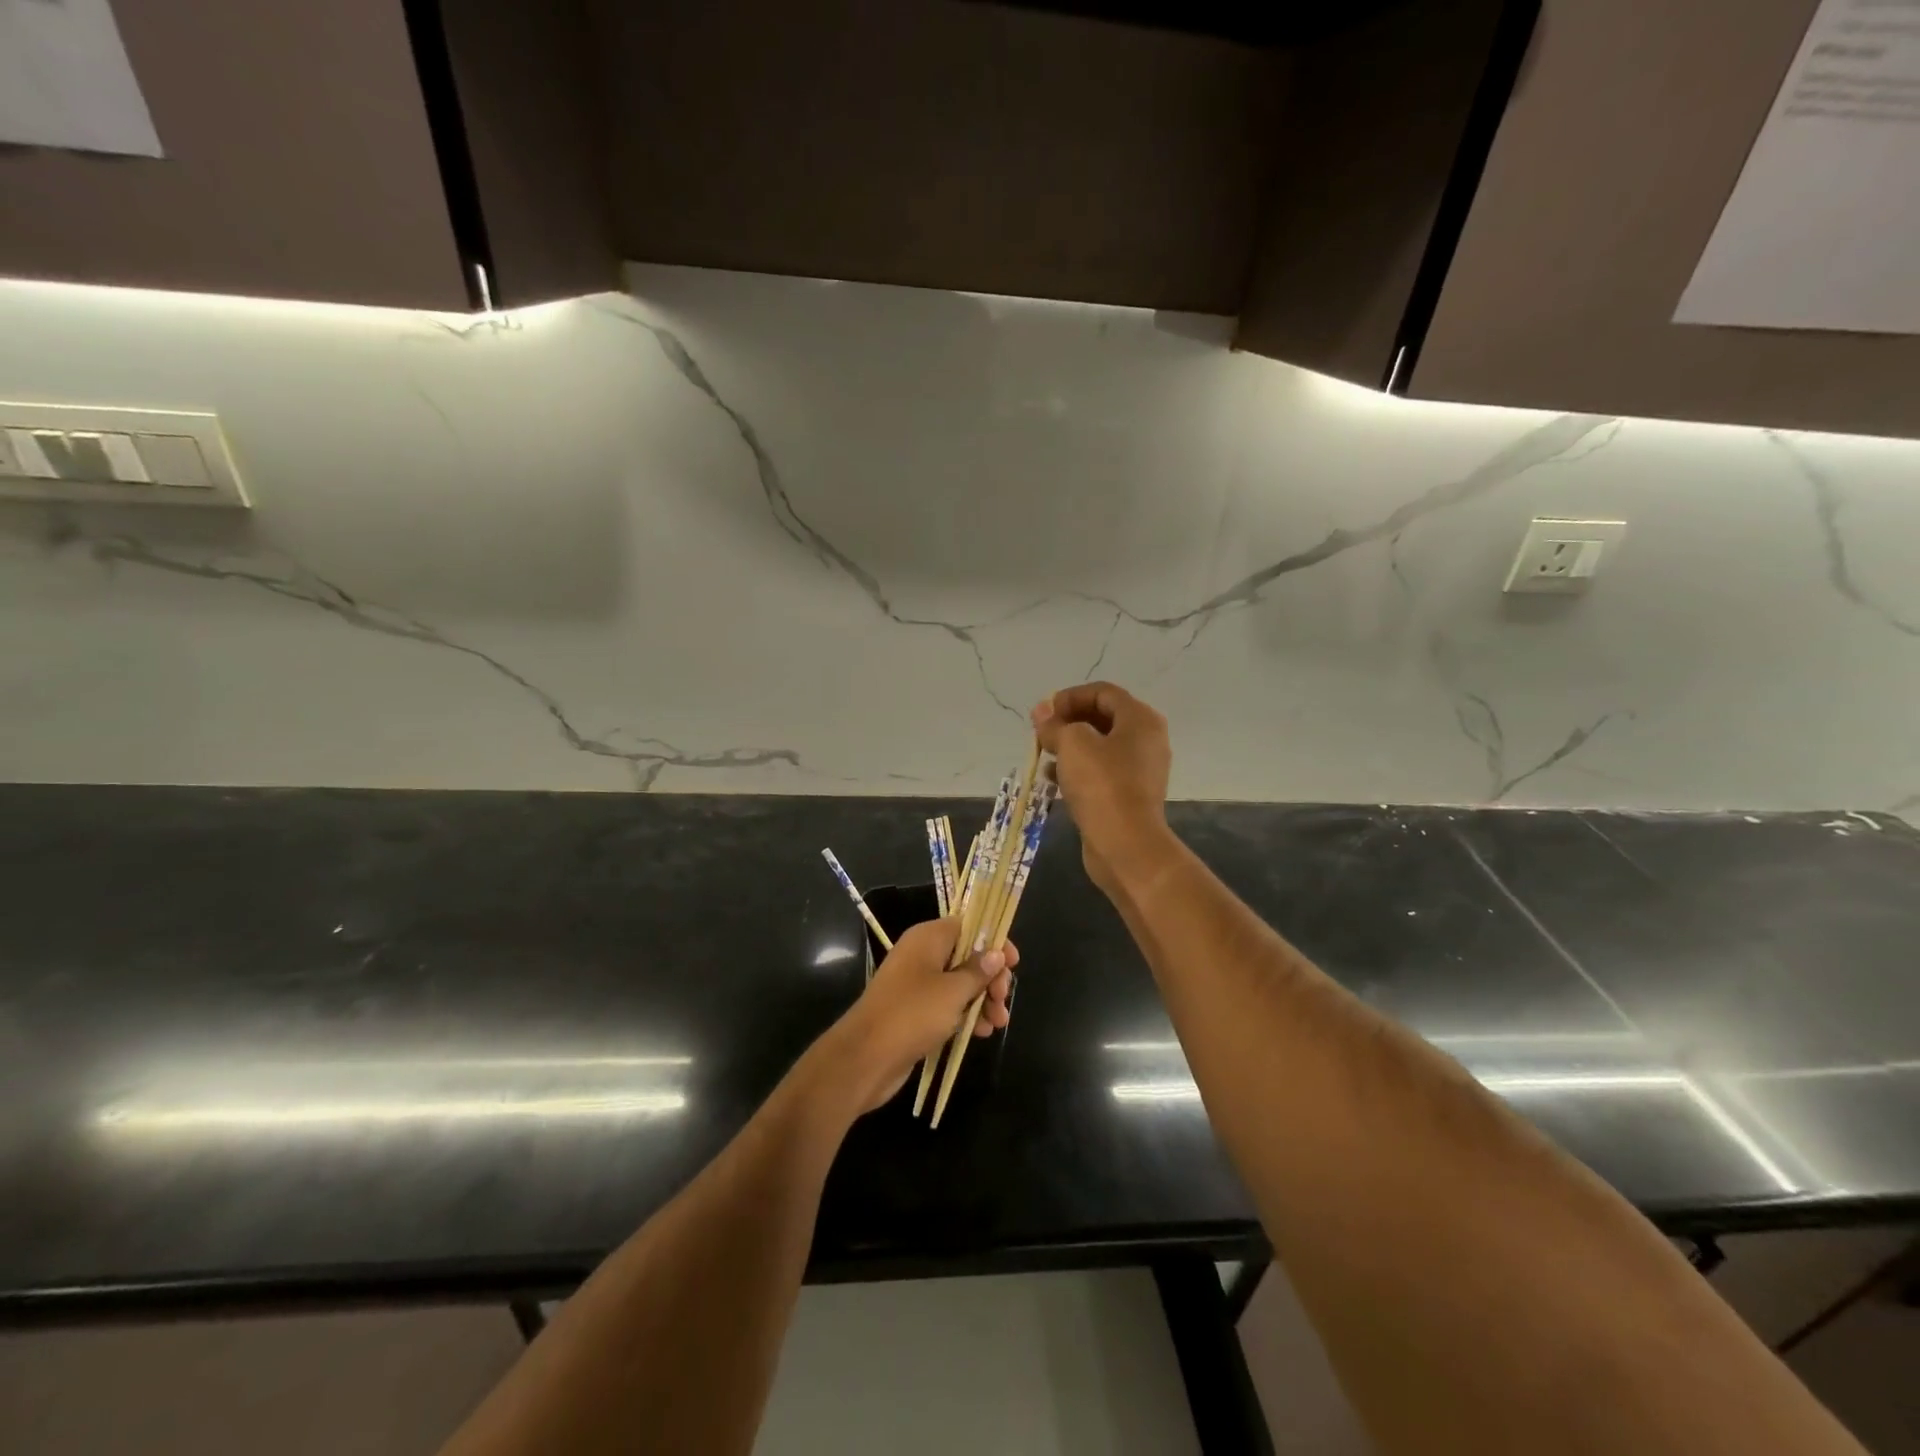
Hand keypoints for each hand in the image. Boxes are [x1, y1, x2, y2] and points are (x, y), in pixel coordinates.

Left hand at [824, 919, 1017, 1113]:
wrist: (866, 1057)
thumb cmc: (912, 1014)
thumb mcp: (953, 991)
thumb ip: (978, 971)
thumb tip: (996, 953)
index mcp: (928, 938)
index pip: (968, 926)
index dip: (993, 941)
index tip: (1013, 963)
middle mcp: (922, 955)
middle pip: (967, 956)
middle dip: (990, 977)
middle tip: (1003, 1000)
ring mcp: (918, 984)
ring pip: (960, 983)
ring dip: (982, 1000)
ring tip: (998, 1023)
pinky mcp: (916, 1011)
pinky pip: (948, 1005)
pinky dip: (966, 1014)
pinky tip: (981, 1033)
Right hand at [1032, 681, 1172, 895]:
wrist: (1126, 845)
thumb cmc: (1102, 785)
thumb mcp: (1072, 744)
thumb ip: (1055, 724)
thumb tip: (1042, 712)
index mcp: (1140, 719)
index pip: (1103, 692)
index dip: (1070, 697)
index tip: (1043, 713)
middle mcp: (1146, 740)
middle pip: (1102, 718)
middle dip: (1068, 722)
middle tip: (1041, 732)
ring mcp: (1140, 770)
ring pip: (1099, 748)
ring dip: (1069, 747)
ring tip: (1043, 755)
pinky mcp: (1129, 796)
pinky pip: (1100, 773)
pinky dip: (1077, 771)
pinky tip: (1052, 780)